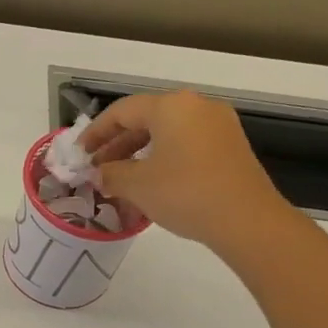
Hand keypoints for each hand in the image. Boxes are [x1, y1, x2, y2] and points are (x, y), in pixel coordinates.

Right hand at [81, 90, 292, 250]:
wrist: (247, 220)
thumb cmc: (185, 193)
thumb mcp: (137, 185)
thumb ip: (111, 174)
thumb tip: (99, 173)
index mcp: (172, 106)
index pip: (122, 112)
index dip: (96, 132)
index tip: (79, 153)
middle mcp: (197, 107)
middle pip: (146, 119)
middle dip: (117, 145)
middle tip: (97, 169)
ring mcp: (218, 126)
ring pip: (167, 134)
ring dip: (139, 154)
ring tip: (120, 180)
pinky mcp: (230, 147)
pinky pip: (186, 145)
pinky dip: (163, 159)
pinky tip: (151, 184)